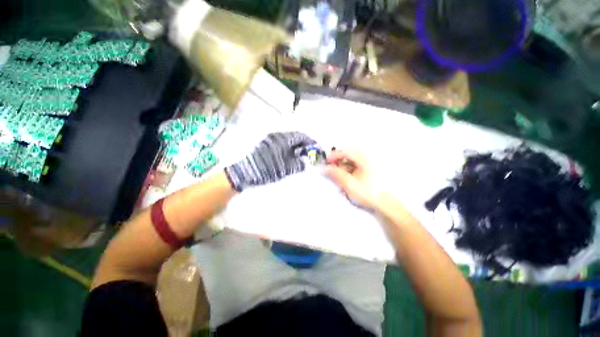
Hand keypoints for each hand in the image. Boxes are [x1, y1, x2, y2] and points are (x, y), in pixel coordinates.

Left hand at [225, 132, 315, 190]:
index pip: (301, 136)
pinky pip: (281, 145)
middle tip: (308, 154)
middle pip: (294, 137)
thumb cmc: (267, 169)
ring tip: (300, 157)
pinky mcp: (265, 145)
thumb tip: (306, 162)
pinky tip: (289, 157)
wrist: (245, 172)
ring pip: (287, 141)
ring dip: (295, 147)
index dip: (310, 141)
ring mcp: (269, 140)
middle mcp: (276, 136)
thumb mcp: (286, 168)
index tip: (316, 148)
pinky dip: (287, 150)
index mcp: (282, 139)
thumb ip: (299, 164)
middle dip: (303, 145)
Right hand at [325, 150, 383, 209]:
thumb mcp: (348, 183)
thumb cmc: (366, 192)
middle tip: (332, 172)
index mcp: (363, 159)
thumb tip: (324, 168)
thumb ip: (335, 174)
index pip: (345, 152)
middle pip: (348, 157)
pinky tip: (347, 182)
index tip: (326, 163)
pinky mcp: (370, 173)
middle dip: (338, 164)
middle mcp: (367, 159)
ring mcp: (369, 166)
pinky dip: (349, 173)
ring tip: (339, 180)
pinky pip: (356, 169)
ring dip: (343, 170)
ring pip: (352, 164)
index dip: (334, 156)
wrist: (385, 204)